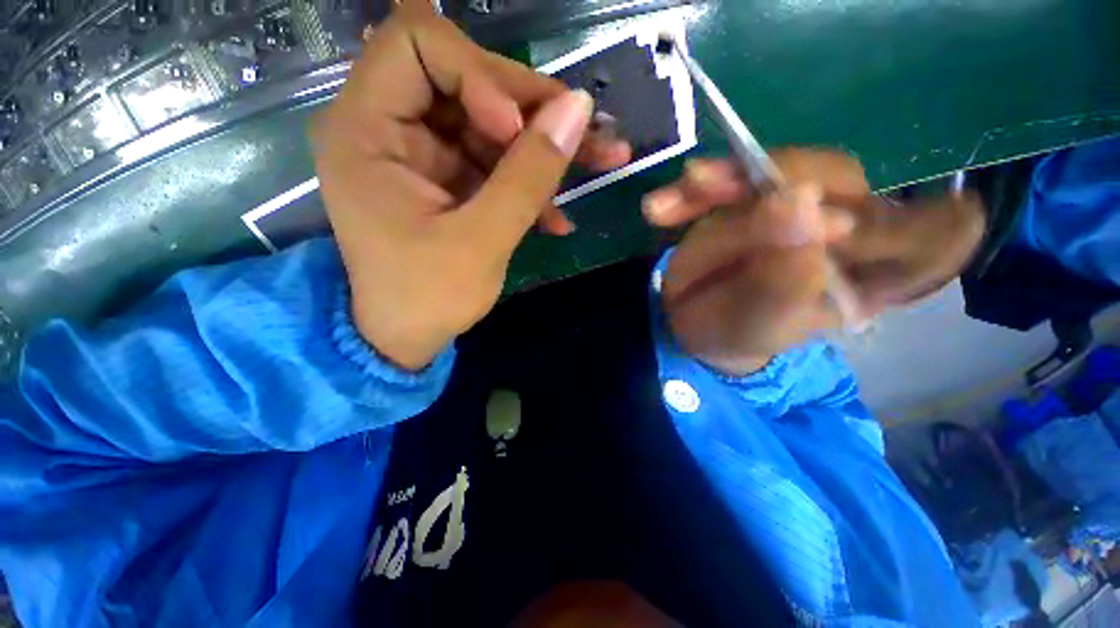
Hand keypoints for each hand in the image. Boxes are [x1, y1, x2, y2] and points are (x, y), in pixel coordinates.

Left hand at [312, 4, 630, 369]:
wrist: (408, 337)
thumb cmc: (428, 298)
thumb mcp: (481, 241)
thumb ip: (528, 176)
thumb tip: (577, 109)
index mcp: (366, 130)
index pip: (419, 44)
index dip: (479, 73)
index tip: (515, 128)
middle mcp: (389, 127)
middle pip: (468, 79)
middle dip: (531, 110)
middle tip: (586, 137)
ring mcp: (424, 154)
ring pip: (493, 122)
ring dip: (546, 146)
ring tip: (601, 160)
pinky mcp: (449, 178)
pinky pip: (496, 160)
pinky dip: (531, 181)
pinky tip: (558, 216)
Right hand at [642, 149, 985, 374]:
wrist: (697, 322)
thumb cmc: (734, 334)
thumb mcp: (756, 323)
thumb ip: (781, 278)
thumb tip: (796, 204)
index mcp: (875, 274)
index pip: (933, 233)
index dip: (909, 219)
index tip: (849, 227)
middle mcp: (848, 229)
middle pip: (837, 179)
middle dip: (773, 181)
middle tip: (716, 192)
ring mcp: (799, 206)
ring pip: (779, 168)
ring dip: (723, 180)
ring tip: (679, 197)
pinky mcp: (756, 195)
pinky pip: (730, 178)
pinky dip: (696, 190)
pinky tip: (662, 209)